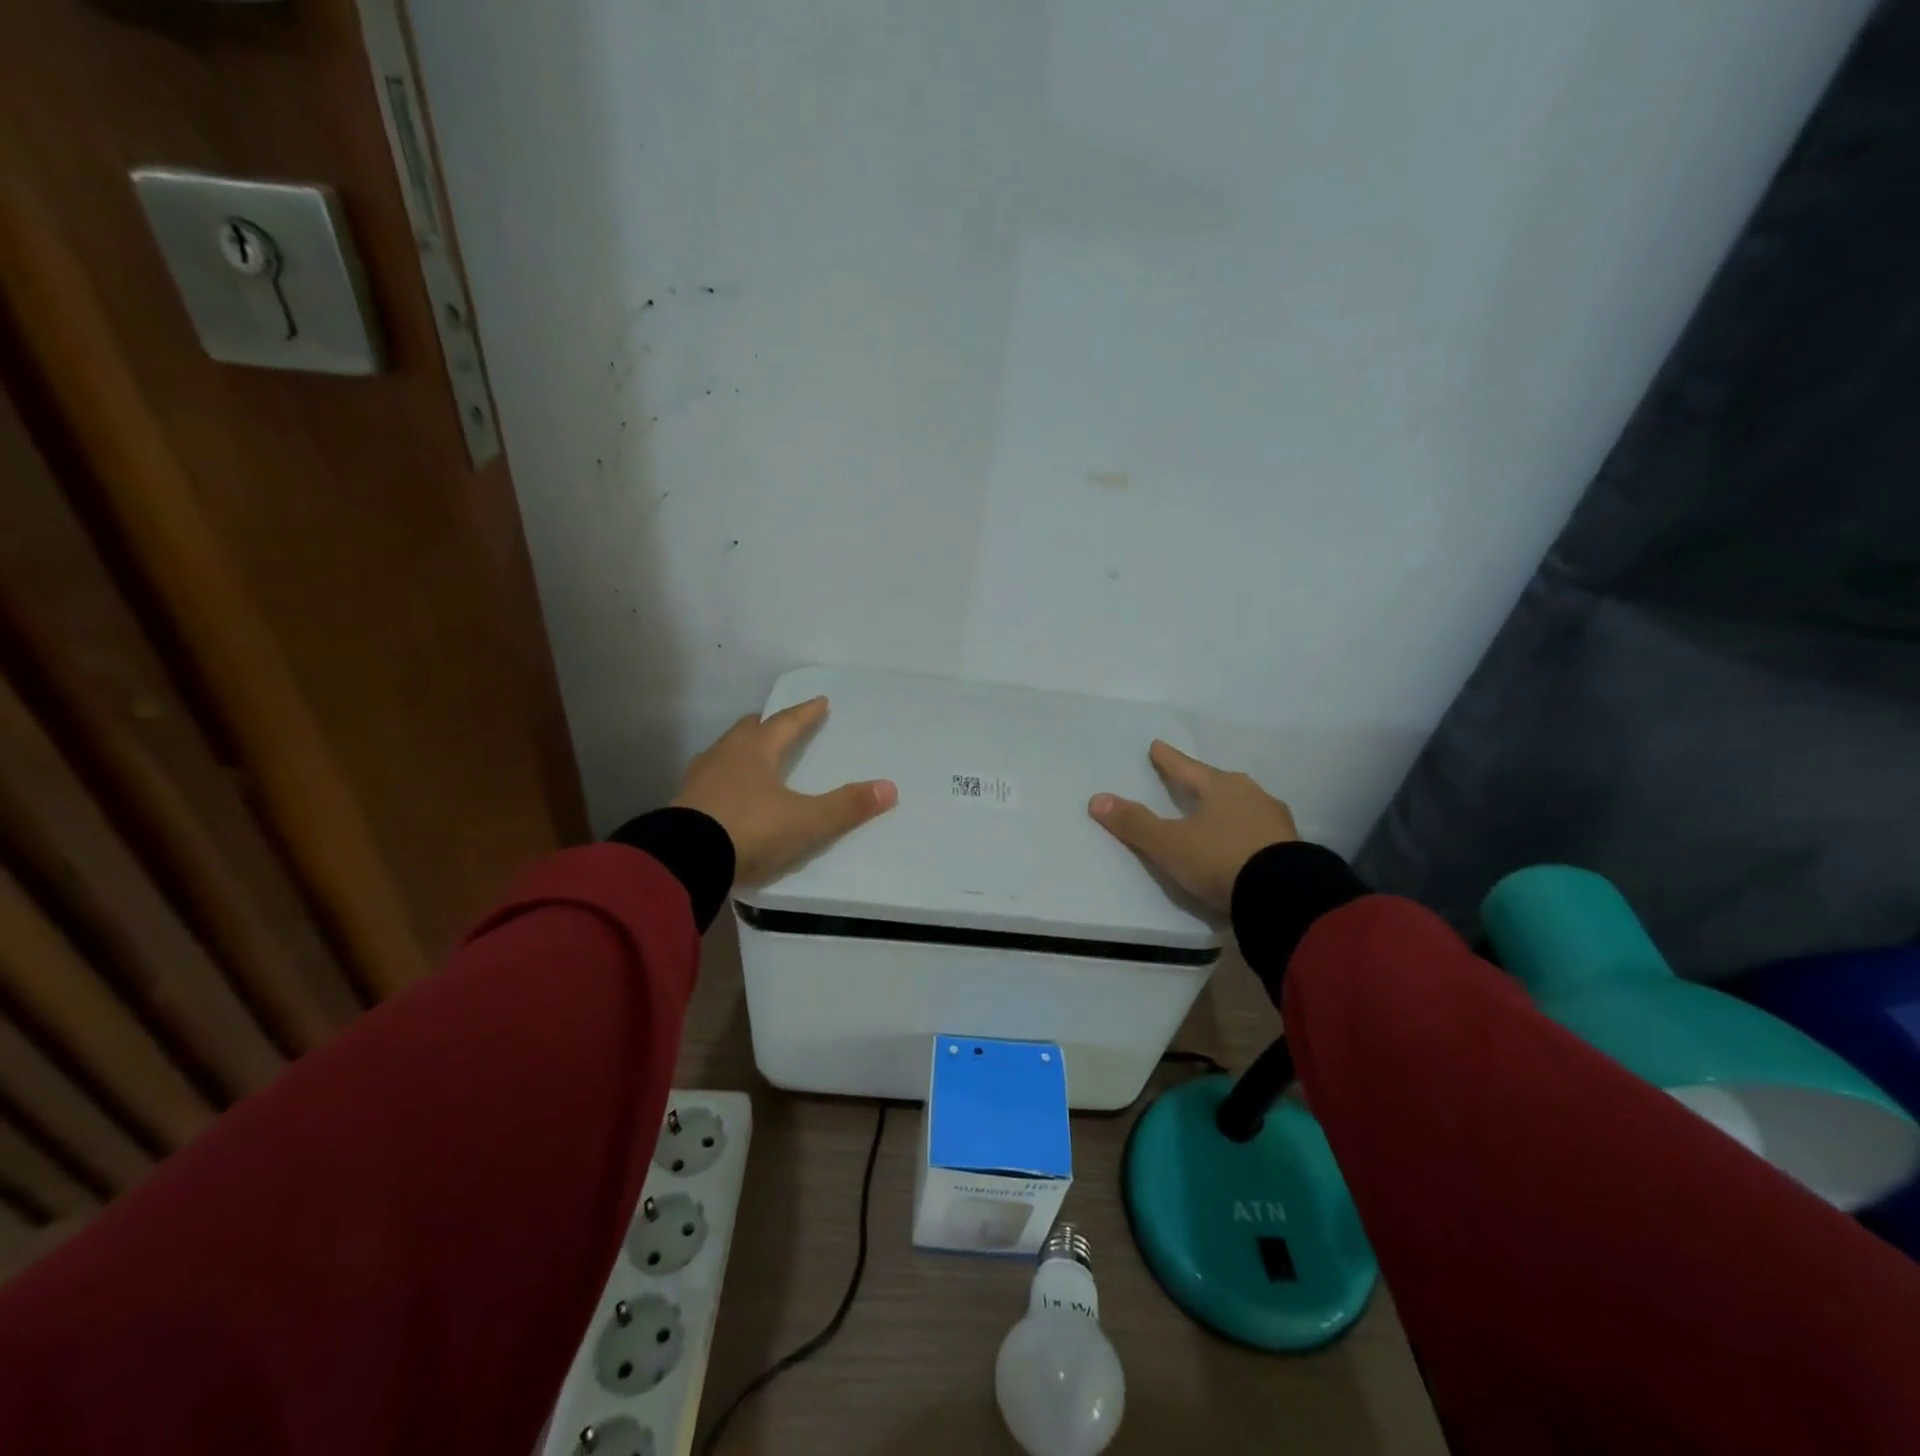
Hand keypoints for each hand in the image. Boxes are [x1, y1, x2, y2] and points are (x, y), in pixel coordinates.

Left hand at [673, 697, 896, 883]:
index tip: (820, 701)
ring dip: (741, 750)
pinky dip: (723, 778)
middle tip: (779, 724)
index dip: (806, 713)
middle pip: (749, 730)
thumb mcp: (806, 822)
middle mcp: (726, 755)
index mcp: (756, 751)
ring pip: (724, 752)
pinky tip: (726, 792)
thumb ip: (846, 806)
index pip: (786, 723)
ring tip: (752, 756)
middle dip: (767, 725)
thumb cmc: (750, 830)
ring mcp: (699, 778)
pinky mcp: (682, 804)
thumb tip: (890, 788)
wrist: (684, 860)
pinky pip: (708, 779)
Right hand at [1089, 740, 1296, 911]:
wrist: (1284, 895)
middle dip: (1202, 780)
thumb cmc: (1220, 859)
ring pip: (1244, 804)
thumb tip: (1096, 799)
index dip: (1168, 759)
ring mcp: (1274, 820)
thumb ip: (1135, 823)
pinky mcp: (1291, 847)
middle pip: (1218, 782)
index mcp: (1219, 787)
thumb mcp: (1169, 844)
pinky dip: (1246, 830)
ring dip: (1228, 805)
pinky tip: (1243, 839)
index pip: (1186, 768)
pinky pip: (1260, 829)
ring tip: (1216, 810)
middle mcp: (1250, 795)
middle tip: (1189, 778)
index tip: (1157, 745)